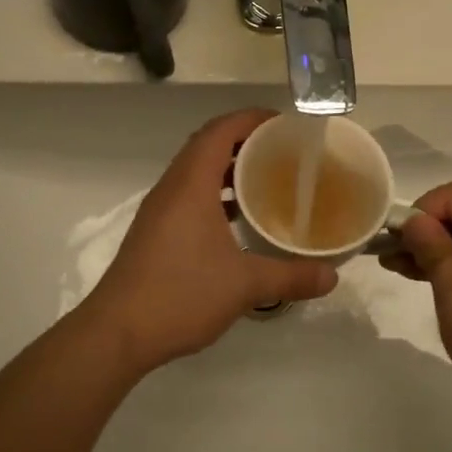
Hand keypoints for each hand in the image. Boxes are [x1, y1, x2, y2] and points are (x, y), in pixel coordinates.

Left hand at [86, 109, 338, 372]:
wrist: (118, 332)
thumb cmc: (180, 294)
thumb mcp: (244, 285)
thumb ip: (291, 276)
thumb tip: (333, 276)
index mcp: (190, 185)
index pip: (219, 131)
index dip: (250, 119)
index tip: (284, 123)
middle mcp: (171, 189)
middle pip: (207, 146)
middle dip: (243, 141)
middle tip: (283, 151)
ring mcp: (159, 211)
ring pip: (195, 173)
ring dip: (228, 169)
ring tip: (266, 180)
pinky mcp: (154, 233)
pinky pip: (188, 196)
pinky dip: (214, 195)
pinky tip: (237, 220)